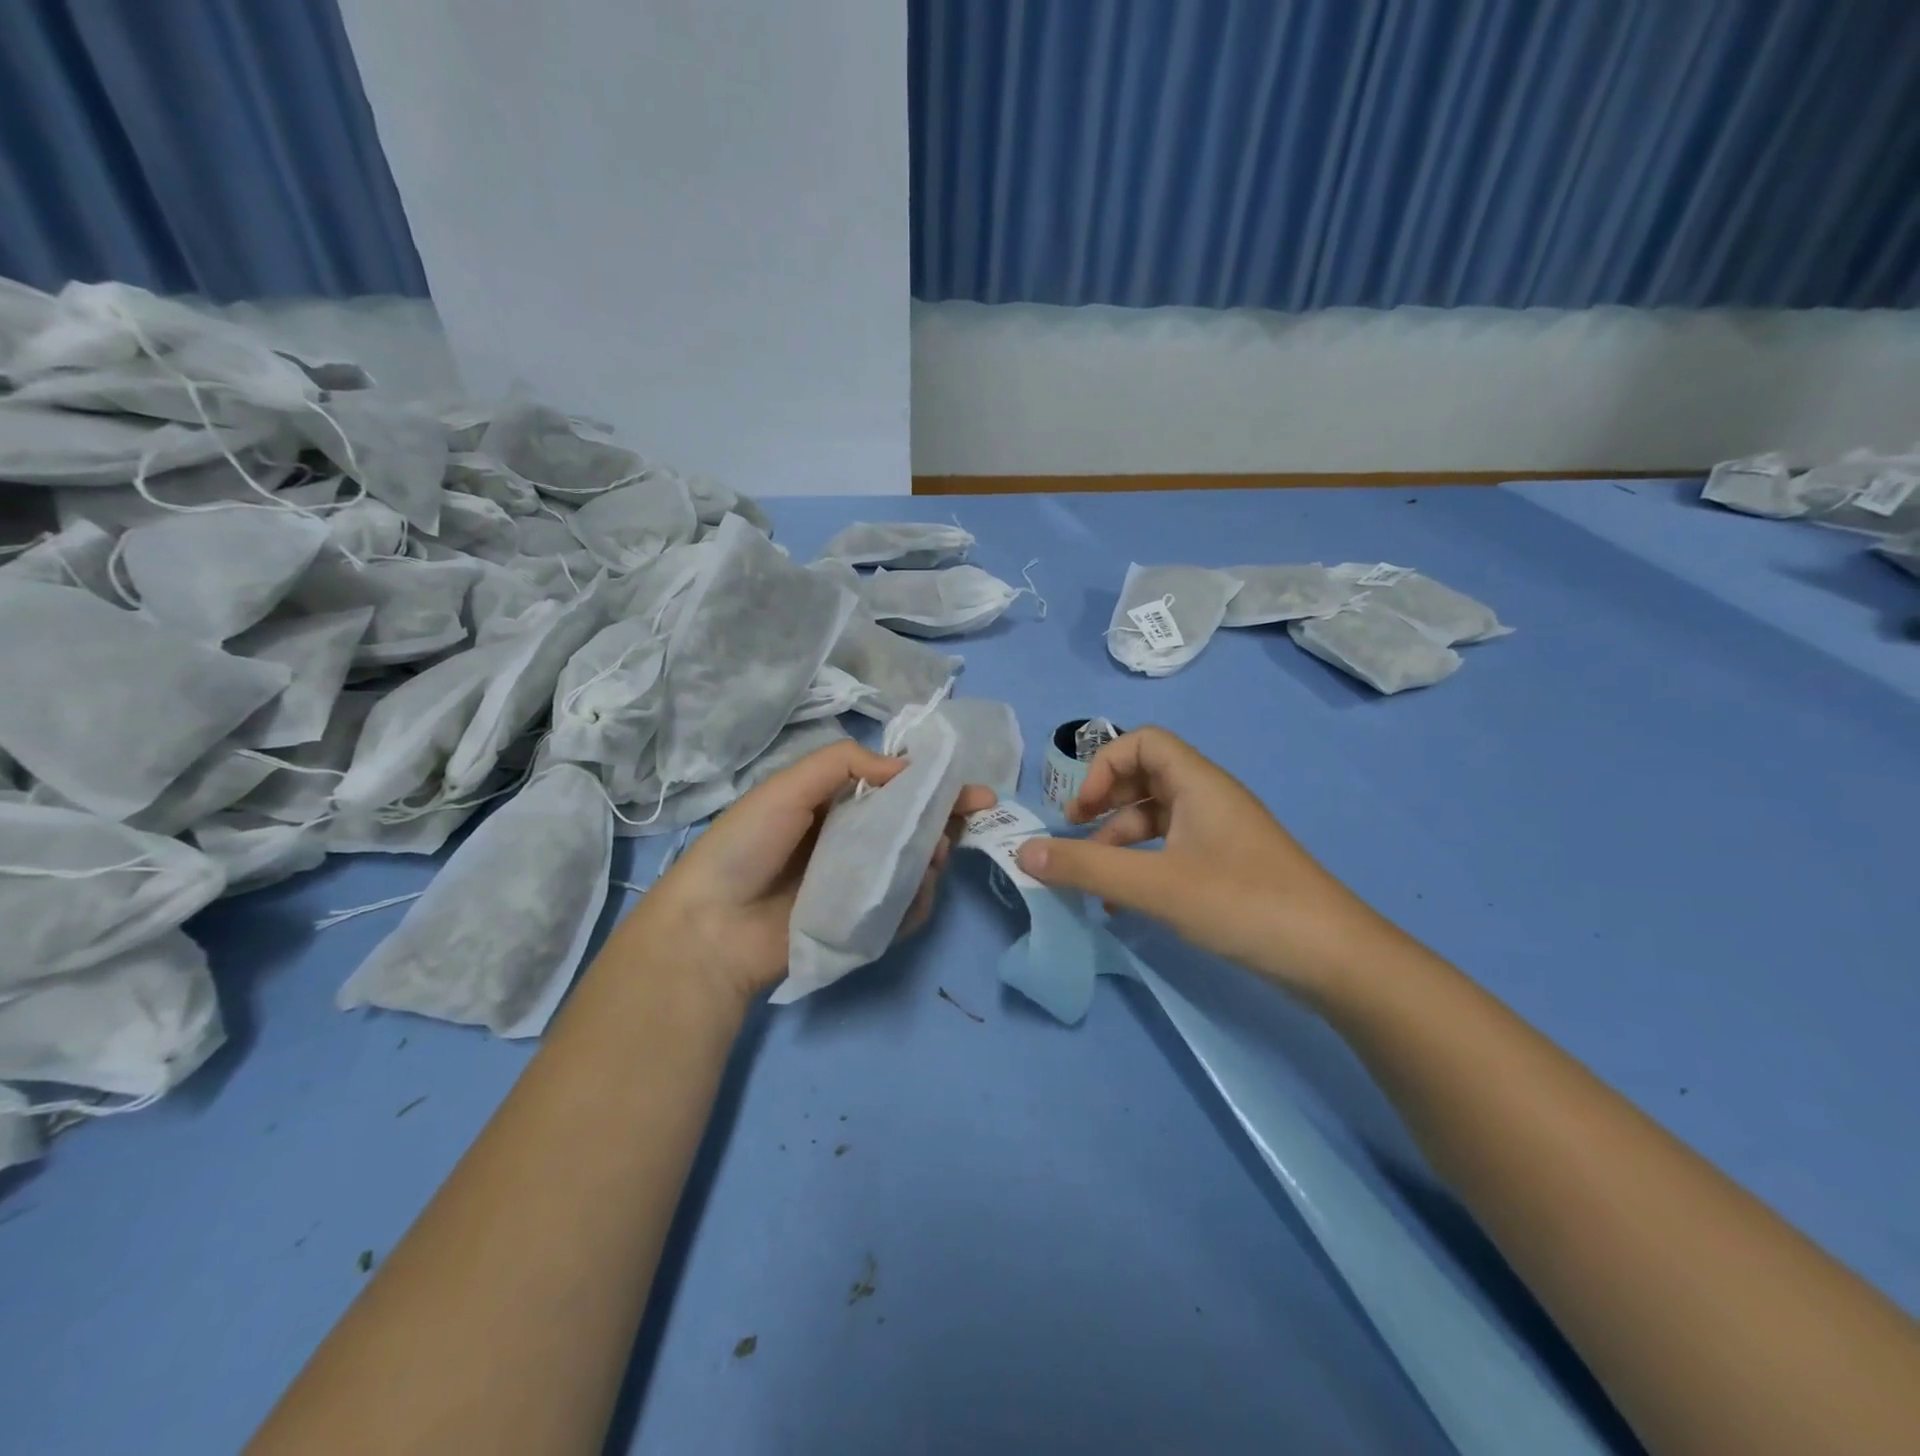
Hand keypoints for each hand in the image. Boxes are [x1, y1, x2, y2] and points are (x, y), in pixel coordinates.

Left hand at [622, 741, 994, 1004]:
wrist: (711, 928)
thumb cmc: (746, 846)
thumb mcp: (788, 786)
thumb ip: (844, 764)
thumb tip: (907, 767)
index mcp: (833, 804)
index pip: (894, 788)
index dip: (932, 784)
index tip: (969, 787)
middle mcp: (852, 841)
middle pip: (912, 826)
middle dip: (945, 818)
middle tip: (974, 815)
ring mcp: (859, 885)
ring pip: (915, 866)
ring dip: (935, 855)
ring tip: (935, 852)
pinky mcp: (863, 925)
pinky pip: (904, 909)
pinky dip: (920, 898)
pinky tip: (920, 888)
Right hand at [1014, 727, 1390, 1000]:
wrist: (1333, 957)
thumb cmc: (1242, 904)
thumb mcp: (1155, 886)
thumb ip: (1086, 867)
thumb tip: (1023, 852)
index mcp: (1198, 783)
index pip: (1142, 741)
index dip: (1103, 766)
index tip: (1080, 811)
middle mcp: (1210, 798)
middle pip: (1146, 776)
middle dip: (1105, 802)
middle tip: (1077, 834)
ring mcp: (1221, 833)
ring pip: (1157, 817)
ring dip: (1120, 840)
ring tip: (1095, 881)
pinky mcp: (1229, 866)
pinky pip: (1173, 849)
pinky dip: (1143, 865)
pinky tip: (1125, 903)